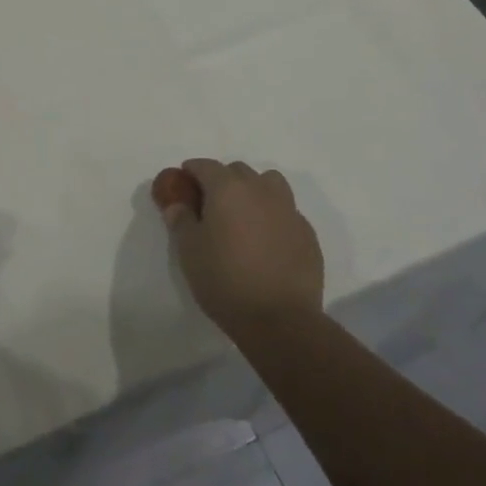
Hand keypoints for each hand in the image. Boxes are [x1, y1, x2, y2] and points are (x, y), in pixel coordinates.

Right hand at [159, 159, 323, 340]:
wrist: (280, 320)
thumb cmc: (225, 280)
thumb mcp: (189, 252)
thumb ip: (181, 221)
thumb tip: (177, 205)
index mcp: (228, 189)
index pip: (205, 165)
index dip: (192, 170)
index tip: (184, 182)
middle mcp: (260, 190)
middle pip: (238, 170)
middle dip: (222, 179)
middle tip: (211, 204)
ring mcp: (288, 210)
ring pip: (269, 184)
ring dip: (254, 190)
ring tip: (244, 215)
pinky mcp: (307, 233)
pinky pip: (287, 212)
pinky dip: (273, 216)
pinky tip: (267, 241)